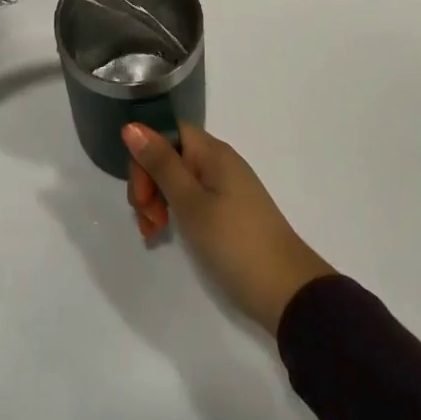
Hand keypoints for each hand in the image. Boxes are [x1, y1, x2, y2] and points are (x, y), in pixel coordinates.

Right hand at [125, 123, 335, 334]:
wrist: (289, 294)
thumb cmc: (236, 243)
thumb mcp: (191, 204)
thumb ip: (160, 164)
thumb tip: (131, 125)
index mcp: (212, 152)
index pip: (166, 131)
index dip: (146, 155)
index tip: (141, 193)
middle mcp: (219, 162)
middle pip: (170, 155)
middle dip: (148, 183)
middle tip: (147, 220)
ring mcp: (225, 188)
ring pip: (178, 180)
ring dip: (158, 200)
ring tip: (153, 233)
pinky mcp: (229, 212)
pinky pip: (192, 199)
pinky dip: (175, 213)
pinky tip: (166, 235)